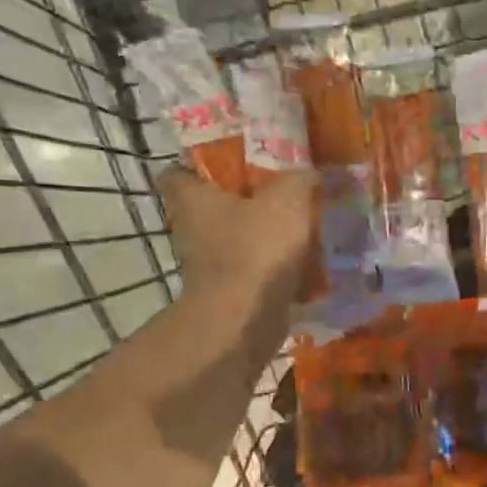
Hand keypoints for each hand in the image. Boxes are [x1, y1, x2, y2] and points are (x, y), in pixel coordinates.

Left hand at [158, 167, 313, 306]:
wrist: (245, 320)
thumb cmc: (255, 249)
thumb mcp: (287, 200)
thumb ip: (299, 179)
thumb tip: (309, 173)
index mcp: (192, 200)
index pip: (176, 173)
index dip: (199, 167)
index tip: (232, 165)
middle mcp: (190, 231)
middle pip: (211, 208)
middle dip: (242, 202)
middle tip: (278, 194)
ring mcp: (207, 266)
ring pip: (234, 242)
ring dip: (260, 237)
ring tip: (298, 229)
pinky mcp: (227, 293)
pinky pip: (251, 272)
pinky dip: (271, 269)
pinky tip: (303, 264)